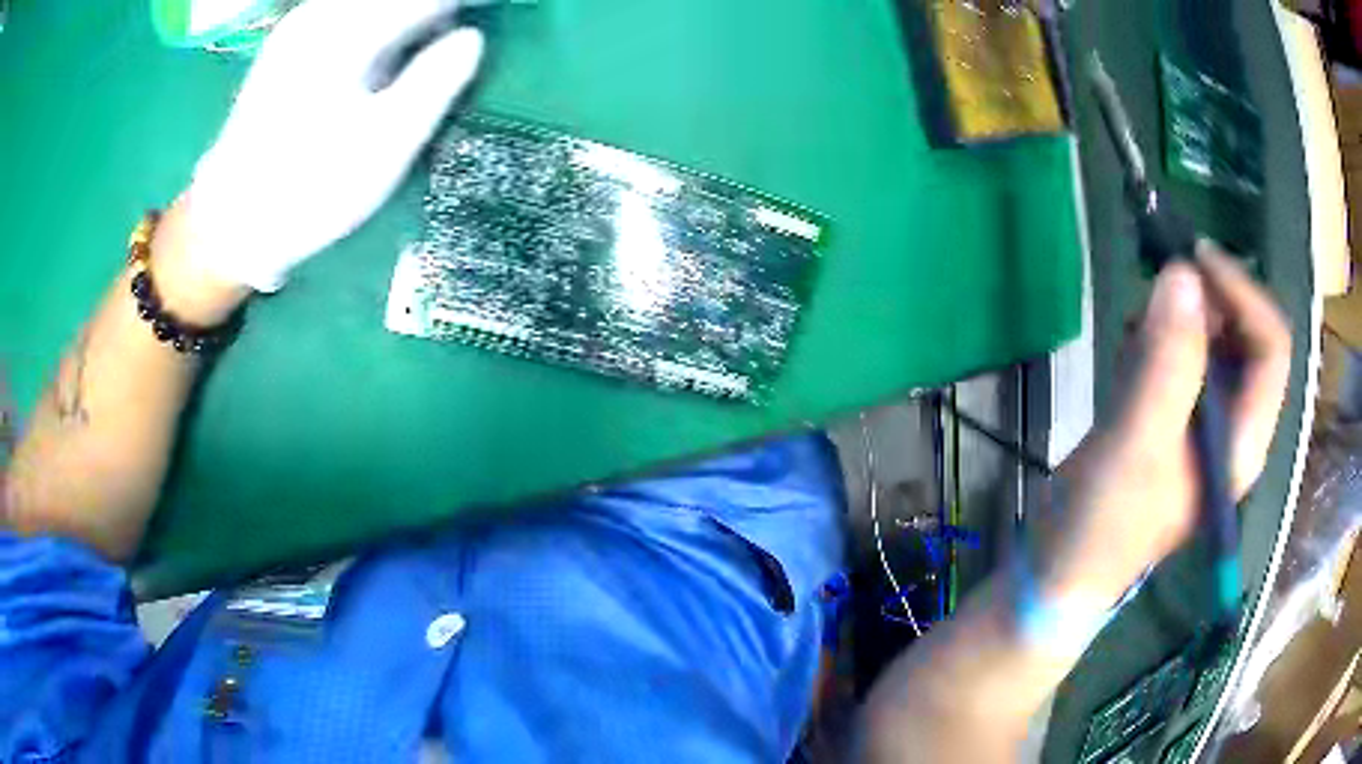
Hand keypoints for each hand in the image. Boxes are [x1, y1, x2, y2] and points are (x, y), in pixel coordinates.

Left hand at [188, 0, 484, 291]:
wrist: (229, 223)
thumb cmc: (310, 188)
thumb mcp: (386, 144)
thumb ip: (436, 81)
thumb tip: (472, 38)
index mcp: (349, 33)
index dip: (461, 7)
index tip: (484, 24)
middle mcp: (322, 15)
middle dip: (431, 11)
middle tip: (460, 36)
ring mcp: (299, 28)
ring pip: (367, 4)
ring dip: (403, 16)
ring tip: (432, 38)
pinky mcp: (286, 47)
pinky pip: (344, 14)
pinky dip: (374, 22)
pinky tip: (385, 47)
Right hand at [1034, 242, 1290, 605]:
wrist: (1061, 571)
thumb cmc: (1107, 523)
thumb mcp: (1139, 441)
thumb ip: (1168, 361)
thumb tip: (1182, 274)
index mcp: (1243, 441)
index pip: (1270, 348)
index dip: (1242, 294)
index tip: (1195, 259)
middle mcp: (1232, 427)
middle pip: (1243, 339)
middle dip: (1207, 302)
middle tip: (1159, 283)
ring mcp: (1201, 425)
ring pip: (1209, 344)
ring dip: (1176, 319)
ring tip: (1133, 327)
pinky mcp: (1170, 420)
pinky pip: (1178, 357)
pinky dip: (1154, 338)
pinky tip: (1125, 350)